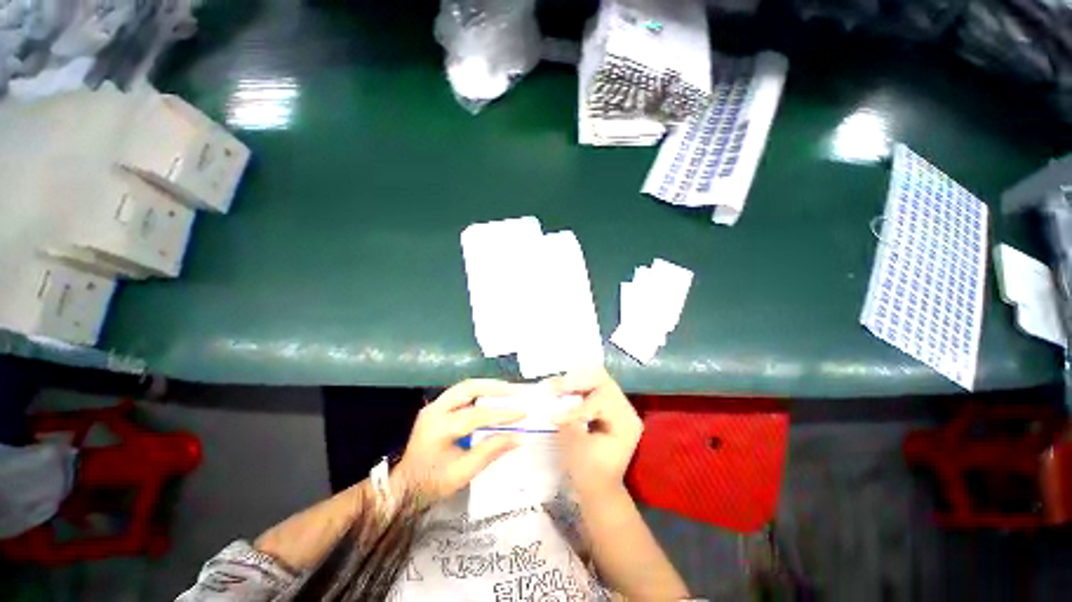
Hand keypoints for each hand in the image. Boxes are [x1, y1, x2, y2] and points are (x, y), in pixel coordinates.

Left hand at [395, 379, 524, 504]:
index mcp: (439, 429)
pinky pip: (460, 392)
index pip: (476, 415)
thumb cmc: (432, 483)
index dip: (501, 413)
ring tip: (507, 389)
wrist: (404, 486)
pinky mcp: (435, 406)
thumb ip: (490, 451)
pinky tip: (491, 395)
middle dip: (494, 387)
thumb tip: (517, 437)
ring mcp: (433, 406)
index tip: (522, 413)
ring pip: (464, 386)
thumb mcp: (463, 472)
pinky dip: (479, 391)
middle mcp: (435, 410)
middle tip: (515, 391)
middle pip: (468, 388)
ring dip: (487, 385)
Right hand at [546, 367, 642, 499]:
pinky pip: (595, 392)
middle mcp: (626, 410)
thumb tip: (555, 405)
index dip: (577, 407)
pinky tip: (566, 391)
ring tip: (558, 386)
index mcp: (625, 421)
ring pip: (598, 383)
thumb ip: (568, 420)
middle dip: (578, 382)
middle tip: (556, 386)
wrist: (600, 491)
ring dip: (577, 383)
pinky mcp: (610, 411)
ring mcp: (619, 409)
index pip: (601, 399)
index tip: (556, 417)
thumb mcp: (576, 446)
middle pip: (603, 382)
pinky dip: (580, 390)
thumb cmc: (590, 472)